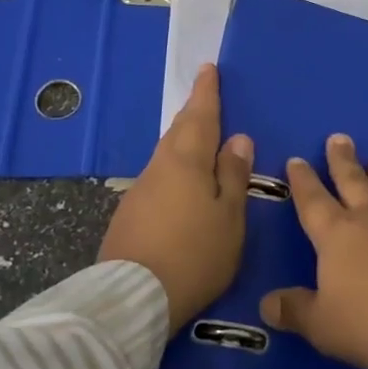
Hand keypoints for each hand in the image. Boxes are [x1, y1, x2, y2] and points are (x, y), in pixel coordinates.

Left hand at [100, 64, 253, 332]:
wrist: (133, 299)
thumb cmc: (195, 253)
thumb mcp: (229, 216)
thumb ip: (233, 175)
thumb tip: (238, 138)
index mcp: (187, 160)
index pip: (200, 116)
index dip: (206, 93)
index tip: (208, 69)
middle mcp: (160, 167)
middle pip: (178, 131)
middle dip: (193, 112)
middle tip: (204, 97)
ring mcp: (140, 190)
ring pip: (166, 153)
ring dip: (182, 139)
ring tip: (197, 135)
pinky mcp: (130, 214)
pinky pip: (158, 176)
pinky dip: (173, 167)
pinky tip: (179, 181)